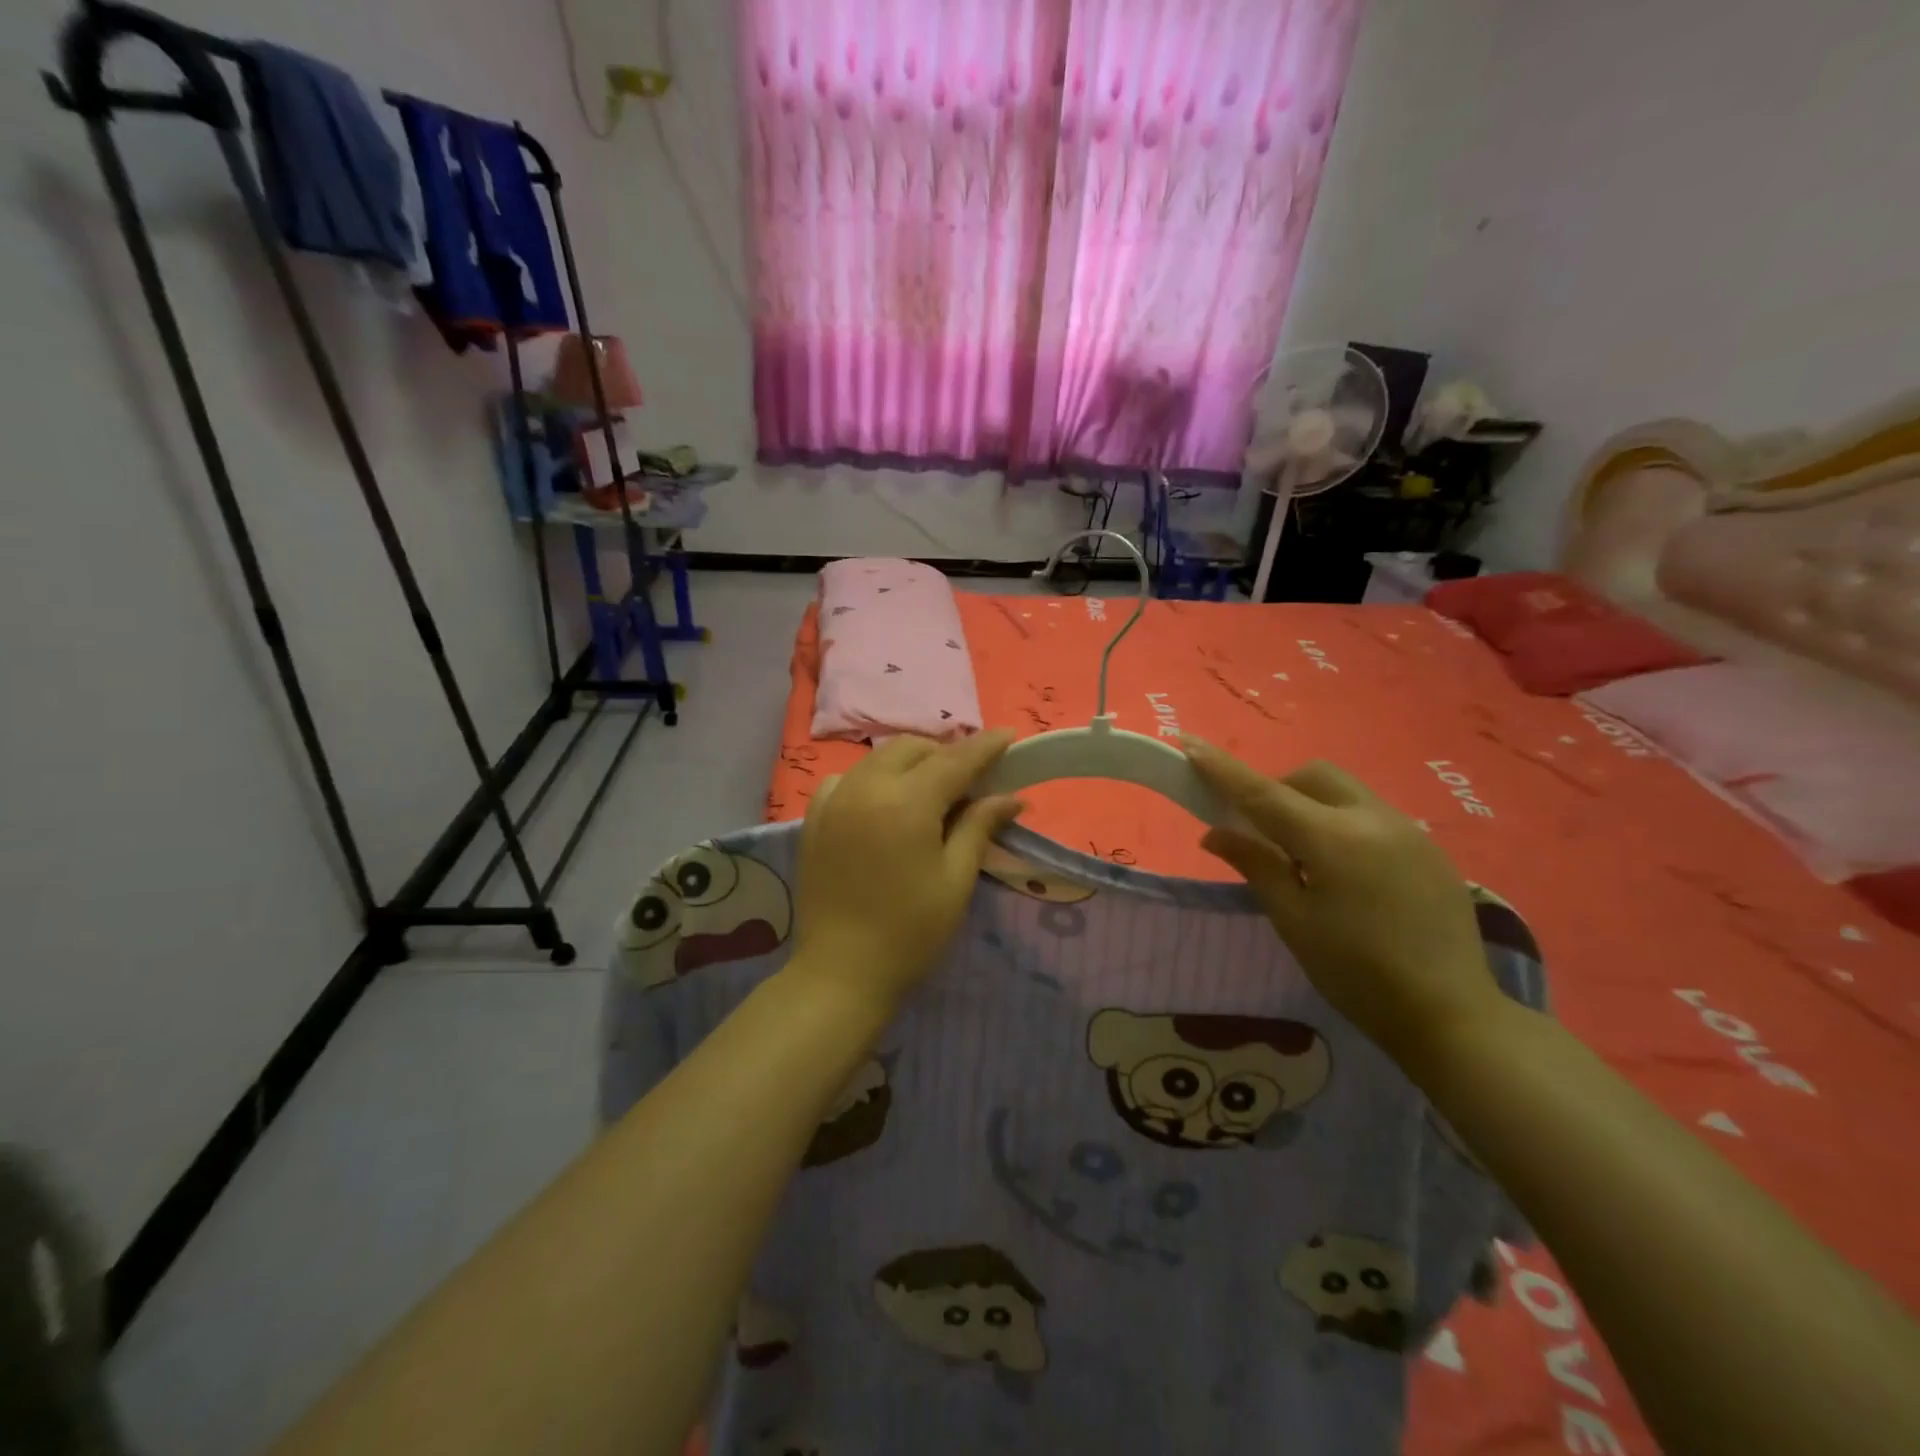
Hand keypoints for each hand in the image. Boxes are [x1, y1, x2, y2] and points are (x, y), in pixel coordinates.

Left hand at [789, 731, 1023, 1011]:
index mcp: (907, 802)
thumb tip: (1011, 797)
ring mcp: (835, 800)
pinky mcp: (815, 819)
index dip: (986, 746)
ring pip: (879, 758)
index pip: (955, 759)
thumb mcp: (955, 879)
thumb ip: (979, 827)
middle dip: (945, 753)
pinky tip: (885, 803)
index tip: (1010, 736)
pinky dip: (873, 779)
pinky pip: (848, 779)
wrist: (840, 973)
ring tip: (932, 790)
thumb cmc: (910, 933)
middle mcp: (867, 788)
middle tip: (971, 780)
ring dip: (911, 762)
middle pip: (913, 748)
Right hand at [1185, 740, 1501, 1067]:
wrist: (1452, 1015)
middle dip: (1278, 789)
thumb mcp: (1294, 921)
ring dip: (1312, 805)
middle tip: (1261, 833)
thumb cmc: (1356, 974)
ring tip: (1305, 857)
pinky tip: (1347, 873)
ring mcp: (1408, 830)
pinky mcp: (1430, 848)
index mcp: (1333, 839)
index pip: (1264, 793)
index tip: (1189, 743)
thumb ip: (1256, 866)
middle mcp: (1373, 819)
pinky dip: (1343, 823)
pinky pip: (1372, 814)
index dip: (1223, 769)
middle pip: (1312, 777)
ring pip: (1345, 791)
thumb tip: (1215, 833)